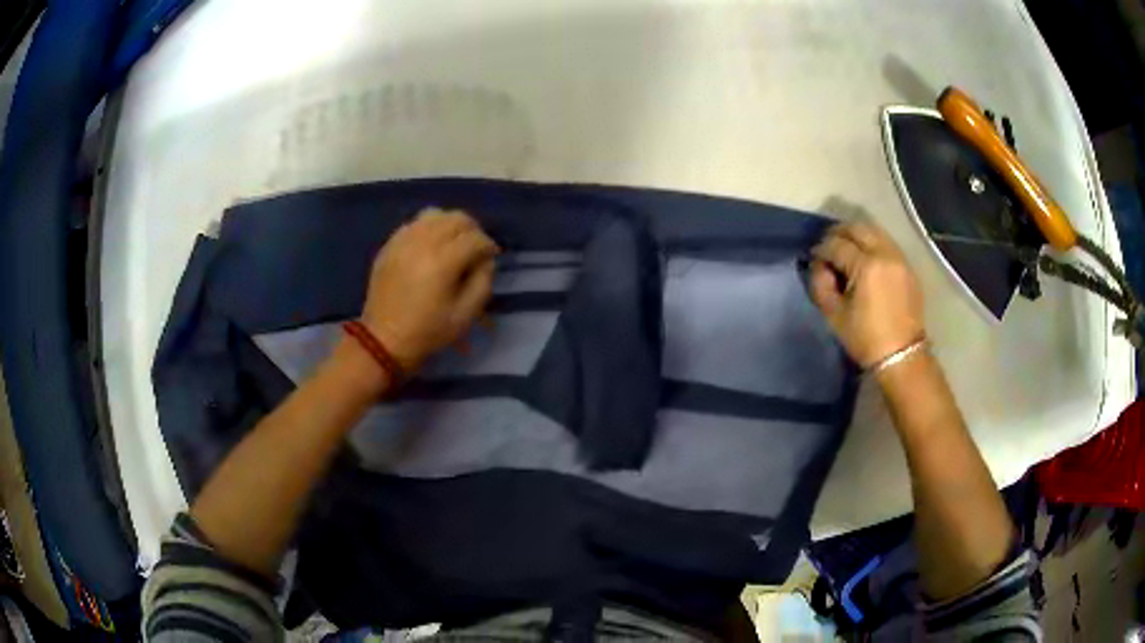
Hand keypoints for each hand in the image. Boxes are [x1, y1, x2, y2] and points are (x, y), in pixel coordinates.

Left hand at [358, 208, 498, 372]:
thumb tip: (485, 261)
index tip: (492, 257)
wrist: (383, 339)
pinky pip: (414, 223)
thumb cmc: (428, 331)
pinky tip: (430, 246)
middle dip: (472, 230)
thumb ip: (483, 282)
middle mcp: (423, 242)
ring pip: (434, 214)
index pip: (475, 238)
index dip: (489, 246)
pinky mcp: (390, 245)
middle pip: (456, 218)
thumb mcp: (466, 315)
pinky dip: (428, 228)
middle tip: (475, 248)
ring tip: (453, 242)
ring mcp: (403, 240)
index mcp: (443, 261)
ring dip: (450, 224)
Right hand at [810, 221, 924, 367]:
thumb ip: (821, 284)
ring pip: (874, 231)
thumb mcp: (834, 315)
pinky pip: (887, 244)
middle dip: (839, 234)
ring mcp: (899, 258)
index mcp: (866, 265)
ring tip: (847, 251)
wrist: (902, 355)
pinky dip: (873, 245)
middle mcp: (885, 253)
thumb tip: (819, 266)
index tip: (814, 259)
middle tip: (828, 248)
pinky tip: (866, 261)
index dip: (821, 249)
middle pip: (857, 228)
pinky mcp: (908, 267)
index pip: (836, 244)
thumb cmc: (865, 338)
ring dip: (857, 236)